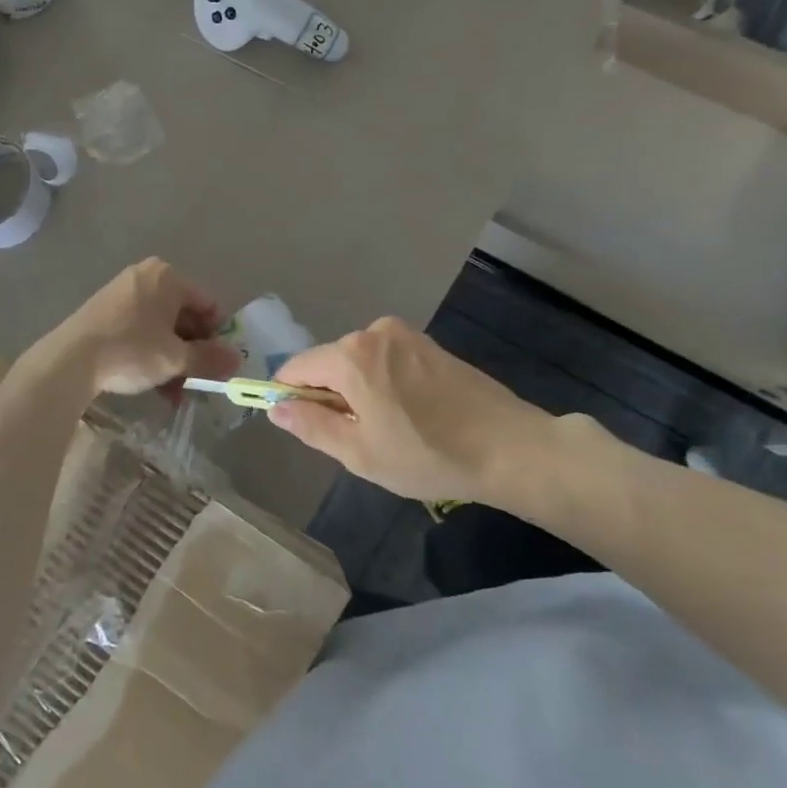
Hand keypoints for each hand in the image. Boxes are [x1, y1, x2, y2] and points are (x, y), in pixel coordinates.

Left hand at [48, 259, 242, 399]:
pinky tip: (151, 385)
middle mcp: (146, 277)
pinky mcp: (104, 311)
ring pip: (160, 328)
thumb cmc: (131, 350)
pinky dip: (149, 354)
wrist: (70, 359)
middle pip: (183, 316)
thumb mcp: (175, 358)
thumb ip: (209, 358)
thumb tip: (237, 360)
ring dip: (171, 360)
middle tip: (194, 383)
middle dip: (191, 353)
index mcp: (168, 277)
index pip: (207, 305)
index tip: (215, 365)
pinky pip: (138, 330)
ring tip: (173, 394)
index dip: (216, 337)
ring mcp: (122, 292)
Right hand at [268, 318, 590, 519]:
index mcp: (350, 355)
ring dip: (358, 392)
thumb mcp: (359, 453)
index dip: (289, 397)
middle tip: (355, 439)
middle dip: (329, 397)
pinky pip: (385, 360)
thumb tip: (275, 408)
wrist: (511, 448)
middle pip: (328, 363)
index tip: (301, 428)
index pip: (296, 368)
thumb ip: (311, 426)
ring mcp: (405, 335)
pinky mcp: (429, 344)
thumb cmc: (428, 455)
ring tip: (388, 430)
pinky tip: (409, 415)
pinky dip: (382, 383)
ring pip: (358, 362)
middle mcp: (373, 332)